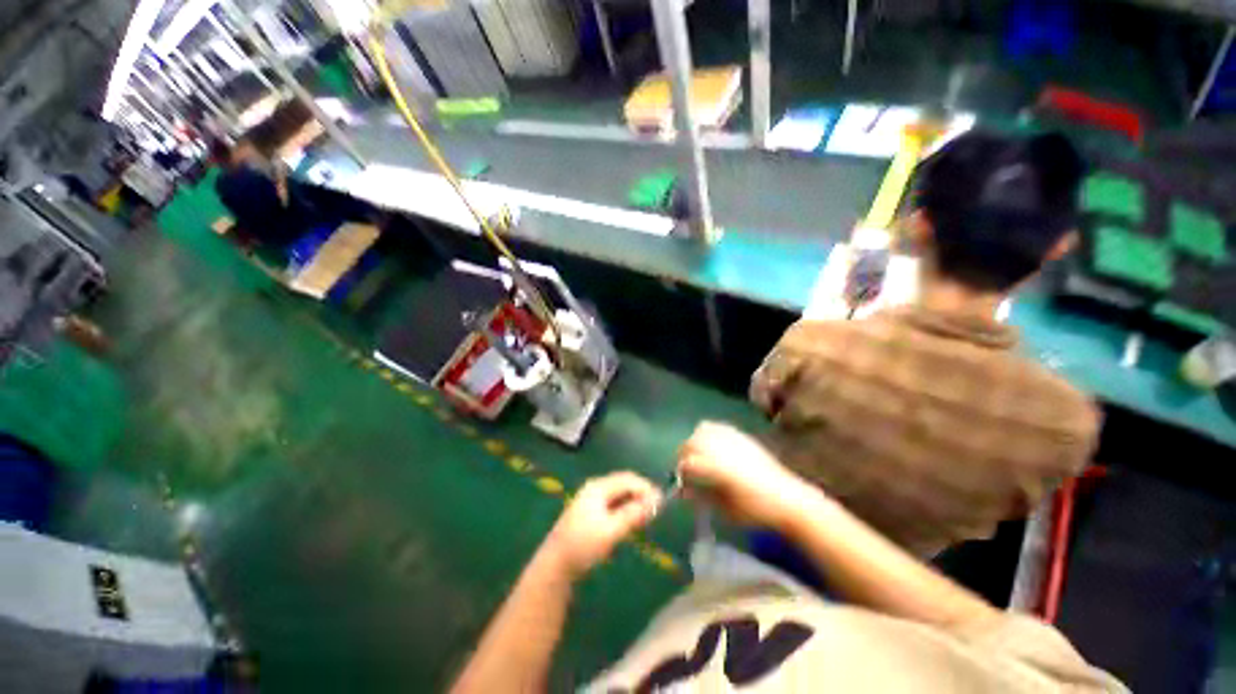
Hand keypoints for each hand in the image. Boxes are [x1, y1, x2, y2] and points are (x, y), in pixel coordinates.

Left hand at [541, 472, 661, 580]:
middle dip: (641, 494)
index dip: (646, 487)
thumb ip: (634, 514)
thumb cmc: (583, 545)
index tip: (662, 501)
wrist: (555, 566)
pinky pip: (613, 504)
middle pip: (623, 484)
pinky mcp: (590, 513)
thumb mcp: (611, 530)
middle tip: (657, 509)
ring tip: (648, 515)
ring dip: (634, 502)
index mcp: (598, 487)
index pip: (627, 479)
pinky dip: (626, 509)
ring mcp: (591, 500)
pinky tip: (632, 521)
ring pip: (619, 495)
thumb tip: (656, 501)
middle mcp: (595, 488)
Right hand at [678, 422, 826, 529]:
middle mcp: (723, 449)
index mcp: (718, 469)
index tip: (679, 483)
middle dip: (684, 455)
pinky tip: (711, 445)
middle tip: (685, 469)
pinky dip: (708, 432)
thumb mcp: (726, 510)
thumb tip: (683, 490)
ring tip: (697, 454)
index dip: (680, 473)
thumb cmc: (756, 511)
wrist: (789, 499)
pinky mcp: (742, 436)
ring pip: (702, 430)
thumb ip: (702, 497)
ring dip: (694, 441)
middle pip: (692, 442)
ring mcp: (733, 439)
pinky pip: (717, 426)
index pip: (688, 463)